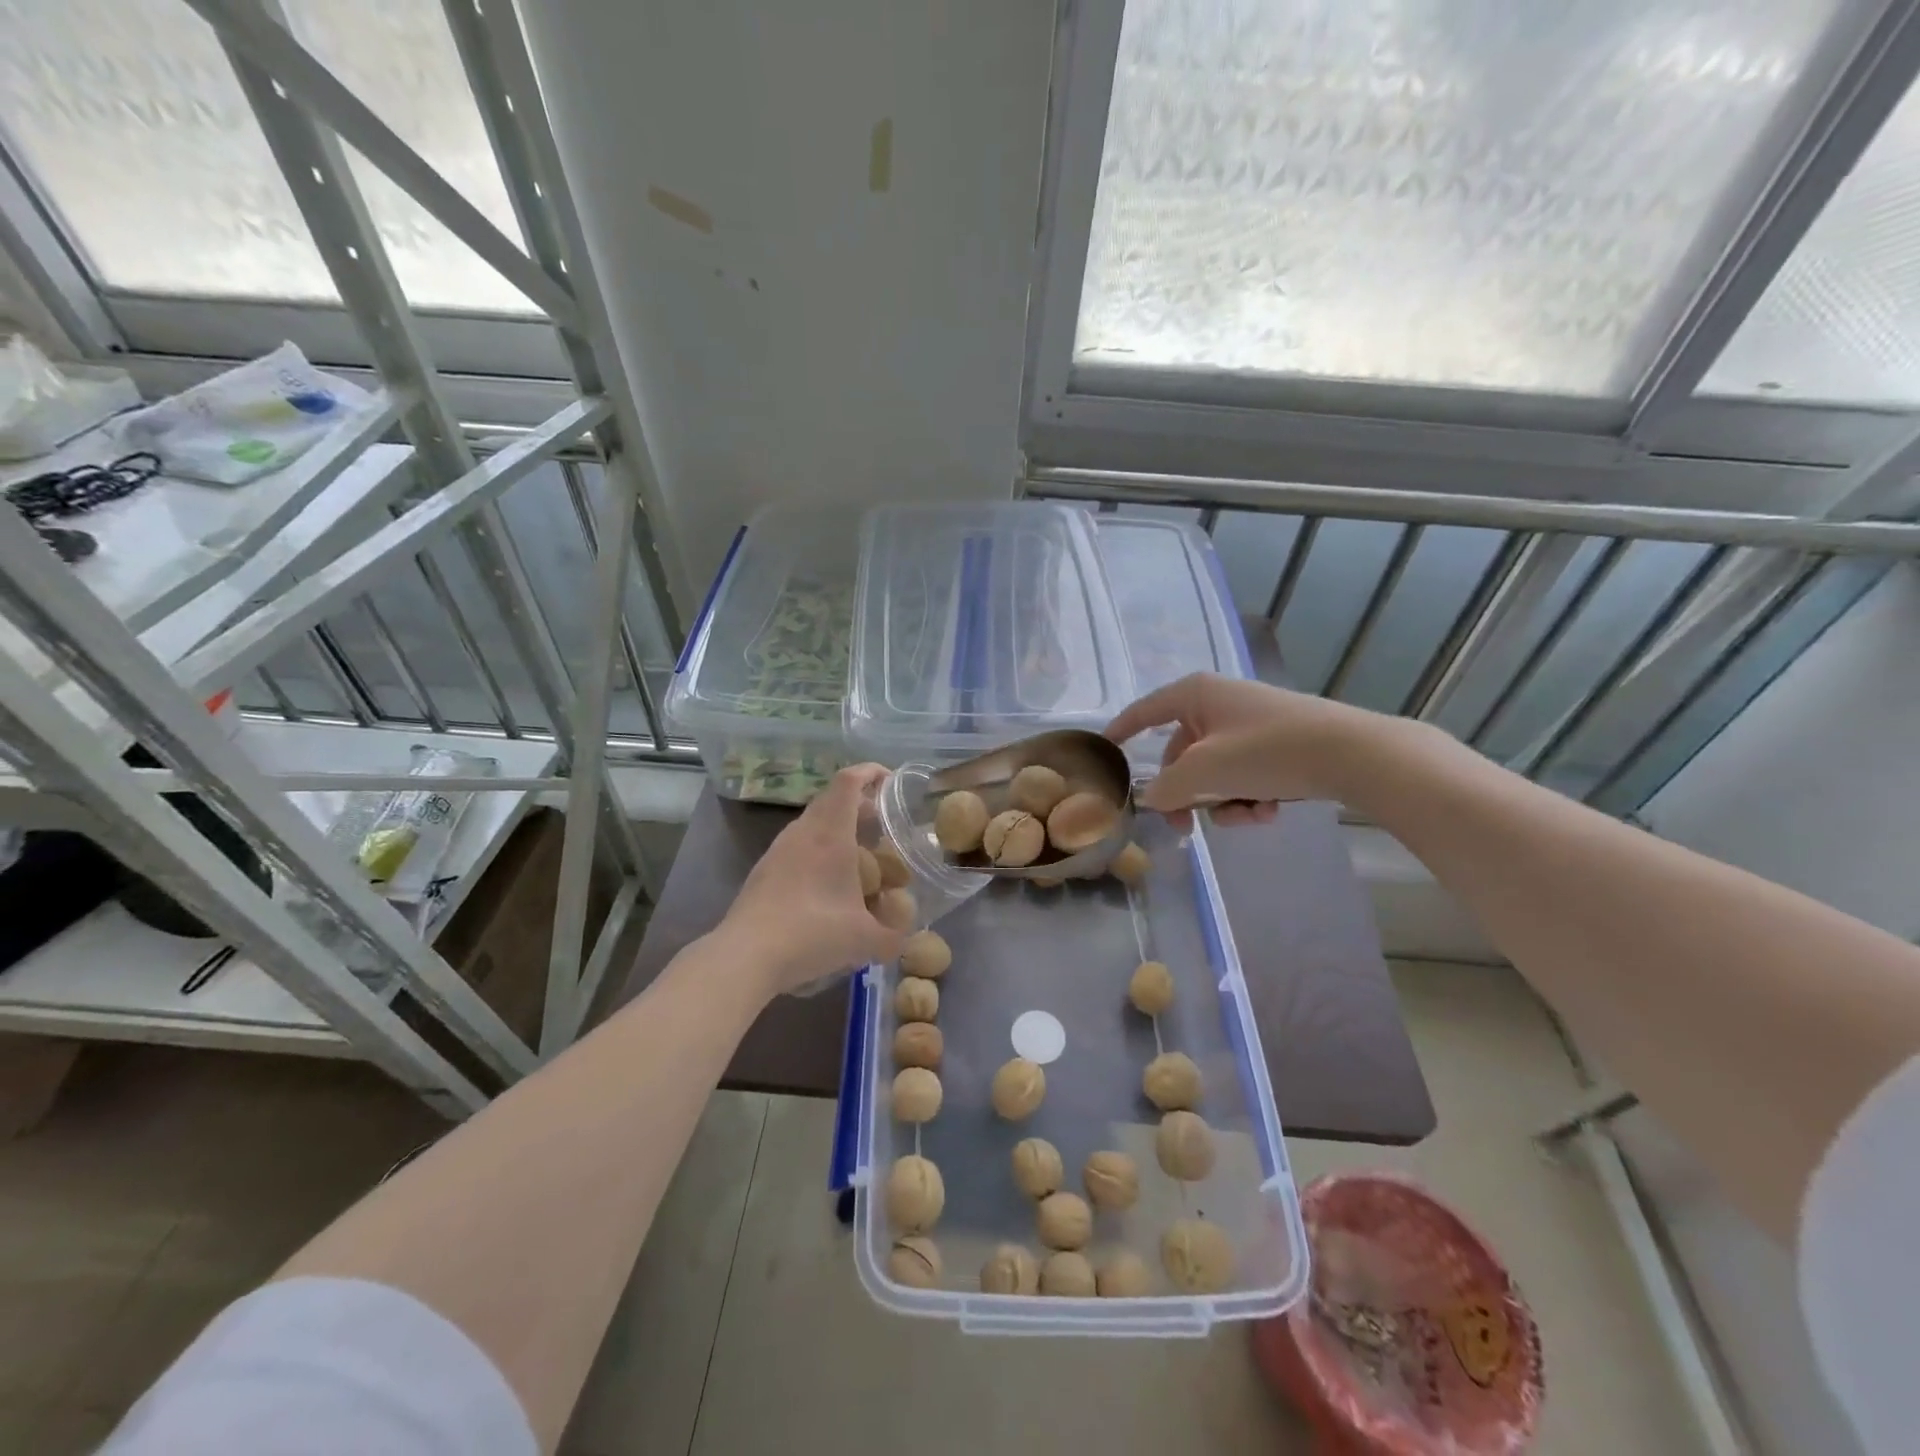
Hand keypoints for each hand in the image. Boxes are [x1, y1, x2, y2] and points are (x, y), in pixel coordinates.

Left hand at [719, 764, 905, 996]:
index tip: (890, 781)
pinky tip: (827, 886)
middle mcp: (803, 832)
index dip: (870, 772)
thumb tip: (903, 940)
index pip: (848, 782)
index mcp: (830, 834)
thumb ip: (892, 936)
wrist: (746, 956)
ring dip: (837, 830)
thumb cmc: (812, 933)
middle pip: (831, 800)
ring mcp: (778, 850)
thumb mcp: (865, 940)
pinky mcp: (764, 871)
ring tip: (858, 857)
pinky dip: (818, 852)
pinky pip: (798, 847)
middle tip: (881, 825)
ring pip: (813, 824)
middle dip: (859, 805)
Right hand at [1105, 673, 1384, 828]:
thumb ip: (1167, 787)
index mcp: (1197, 694)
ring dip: (1221, 800)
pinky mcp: (1279, 744)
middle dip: (1184, 792)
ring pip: (1215, 770)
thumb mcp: (1205, 771)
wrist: (1353, 755)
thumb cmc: (1268, 750)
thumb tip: (1152, 798)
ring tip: (1245, 815)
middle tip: (1182, 827)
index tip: (1104, 749)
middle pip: (1182, 752)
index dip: (1122, 730)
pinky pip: (1244, 774)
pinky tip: (1268, 810)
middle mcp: (1221, 703)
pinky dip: (1249, 796)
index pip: (1145, 710)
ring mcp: (1252, 724)